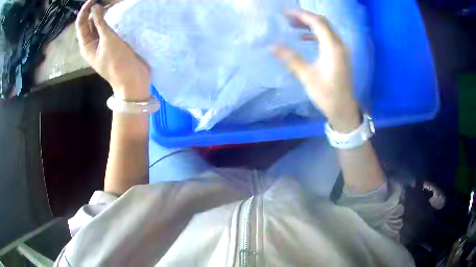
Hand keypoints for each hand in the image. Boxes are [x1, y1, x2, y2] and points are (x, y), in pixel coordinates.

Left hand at [76, 0, 150, 100]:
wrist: (132, 79)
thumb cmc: (117, 62)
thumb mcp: (108, 40)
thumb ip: (100, 22)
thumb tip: (95, 7)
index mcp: (86, 45)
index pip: (81, 24)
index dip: (85, 11)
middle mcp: (92, 44)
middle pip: (88, 24)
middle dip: (94, 11)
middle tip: (106, 1)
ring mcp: (102, 44)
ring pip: (98, 26)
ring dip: (102, 15)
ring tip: (111, 4)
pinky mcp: (111, 44)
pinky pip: (107, 29)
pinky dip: (109, 21)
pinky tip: (116, 14)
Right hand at [273, 9, 359, 132]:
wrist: (343, 109)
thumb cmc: (327, 94)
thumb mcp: (307, 76)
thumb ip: (290, 59)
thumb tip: (271, 46)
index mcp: (333, 47)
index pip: (317, 22)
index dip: (301, 15)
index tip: (285, 13)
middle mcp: (339, 45)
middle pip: (323, 22)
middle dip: (305, 17)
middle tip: (288, 18)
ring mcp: (341, 49)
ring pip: (326, 29)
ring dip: (310, 24)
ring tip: (293, 25)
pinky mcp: (340, 55)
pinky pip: (328, 37)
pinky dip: (315, 34)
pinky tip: (303, 38)